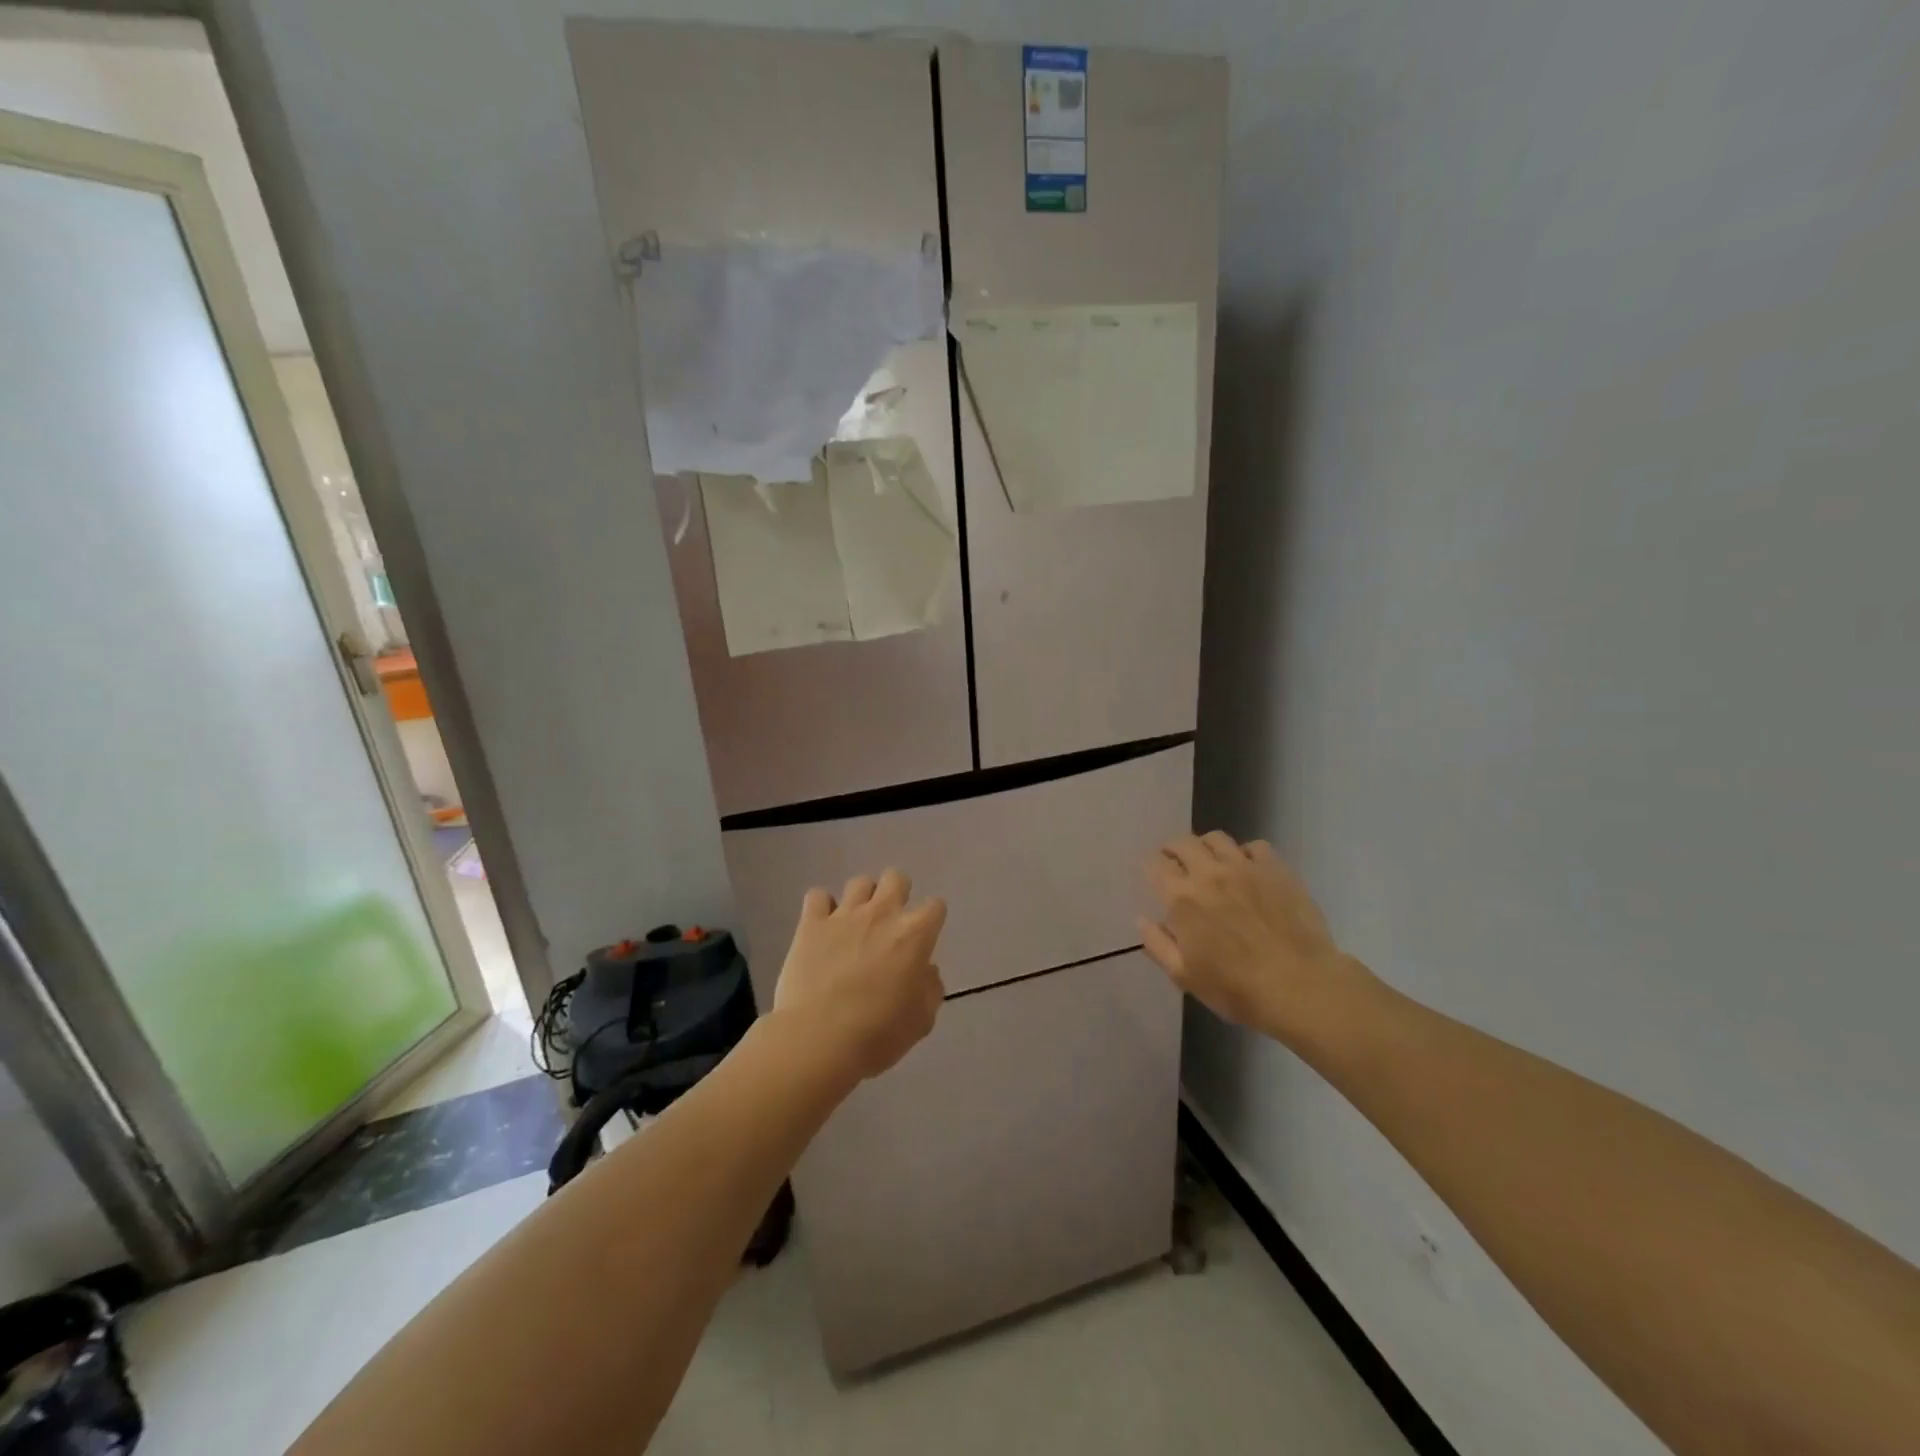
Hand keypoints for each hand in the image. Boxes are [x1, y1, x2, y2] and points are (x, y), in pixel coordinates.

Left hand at [773, 869, 946, 1082]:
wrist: (819, 1038)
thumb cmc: (878, 1033)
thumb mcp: (922, 1020)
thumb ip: (930, 988)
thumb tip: (926, 971)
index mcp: (914, 934)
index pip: (935, 907)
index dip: (932, 921)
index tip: (924, 939)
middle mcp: (882, 914)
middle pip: (897, 878)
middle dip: (898, 894)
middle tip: (890, 923)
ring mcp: (844, 915)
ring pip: (860, 882)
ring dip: (862, 899)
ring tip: (856, 924)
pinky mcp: (811, 924)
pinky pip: (818, 897)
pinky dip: (822, 908)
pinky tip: (822, 927)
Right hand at [1141, 832, 1369, 1045]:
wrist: (1301, 987)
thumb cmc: (1237, 988)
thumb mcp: (1185, 976)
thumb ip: (1158, 945)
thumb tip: (1142, 920)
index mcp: (1181, 898)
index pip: (1155, 865)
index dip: (1153, 868)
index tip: (1156, 879)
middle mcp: (1209, 873)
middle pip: (1183, 843)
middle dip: (1174, 851)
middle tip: (1178, 865)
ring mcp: (1245, 867)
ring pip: (1216, 838)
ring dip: (1206, 847)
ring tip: (1211, 863)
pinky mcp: (1276, 869)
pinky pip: (1255, 846)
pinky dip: (1245, 853)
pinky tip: (1248, 870)